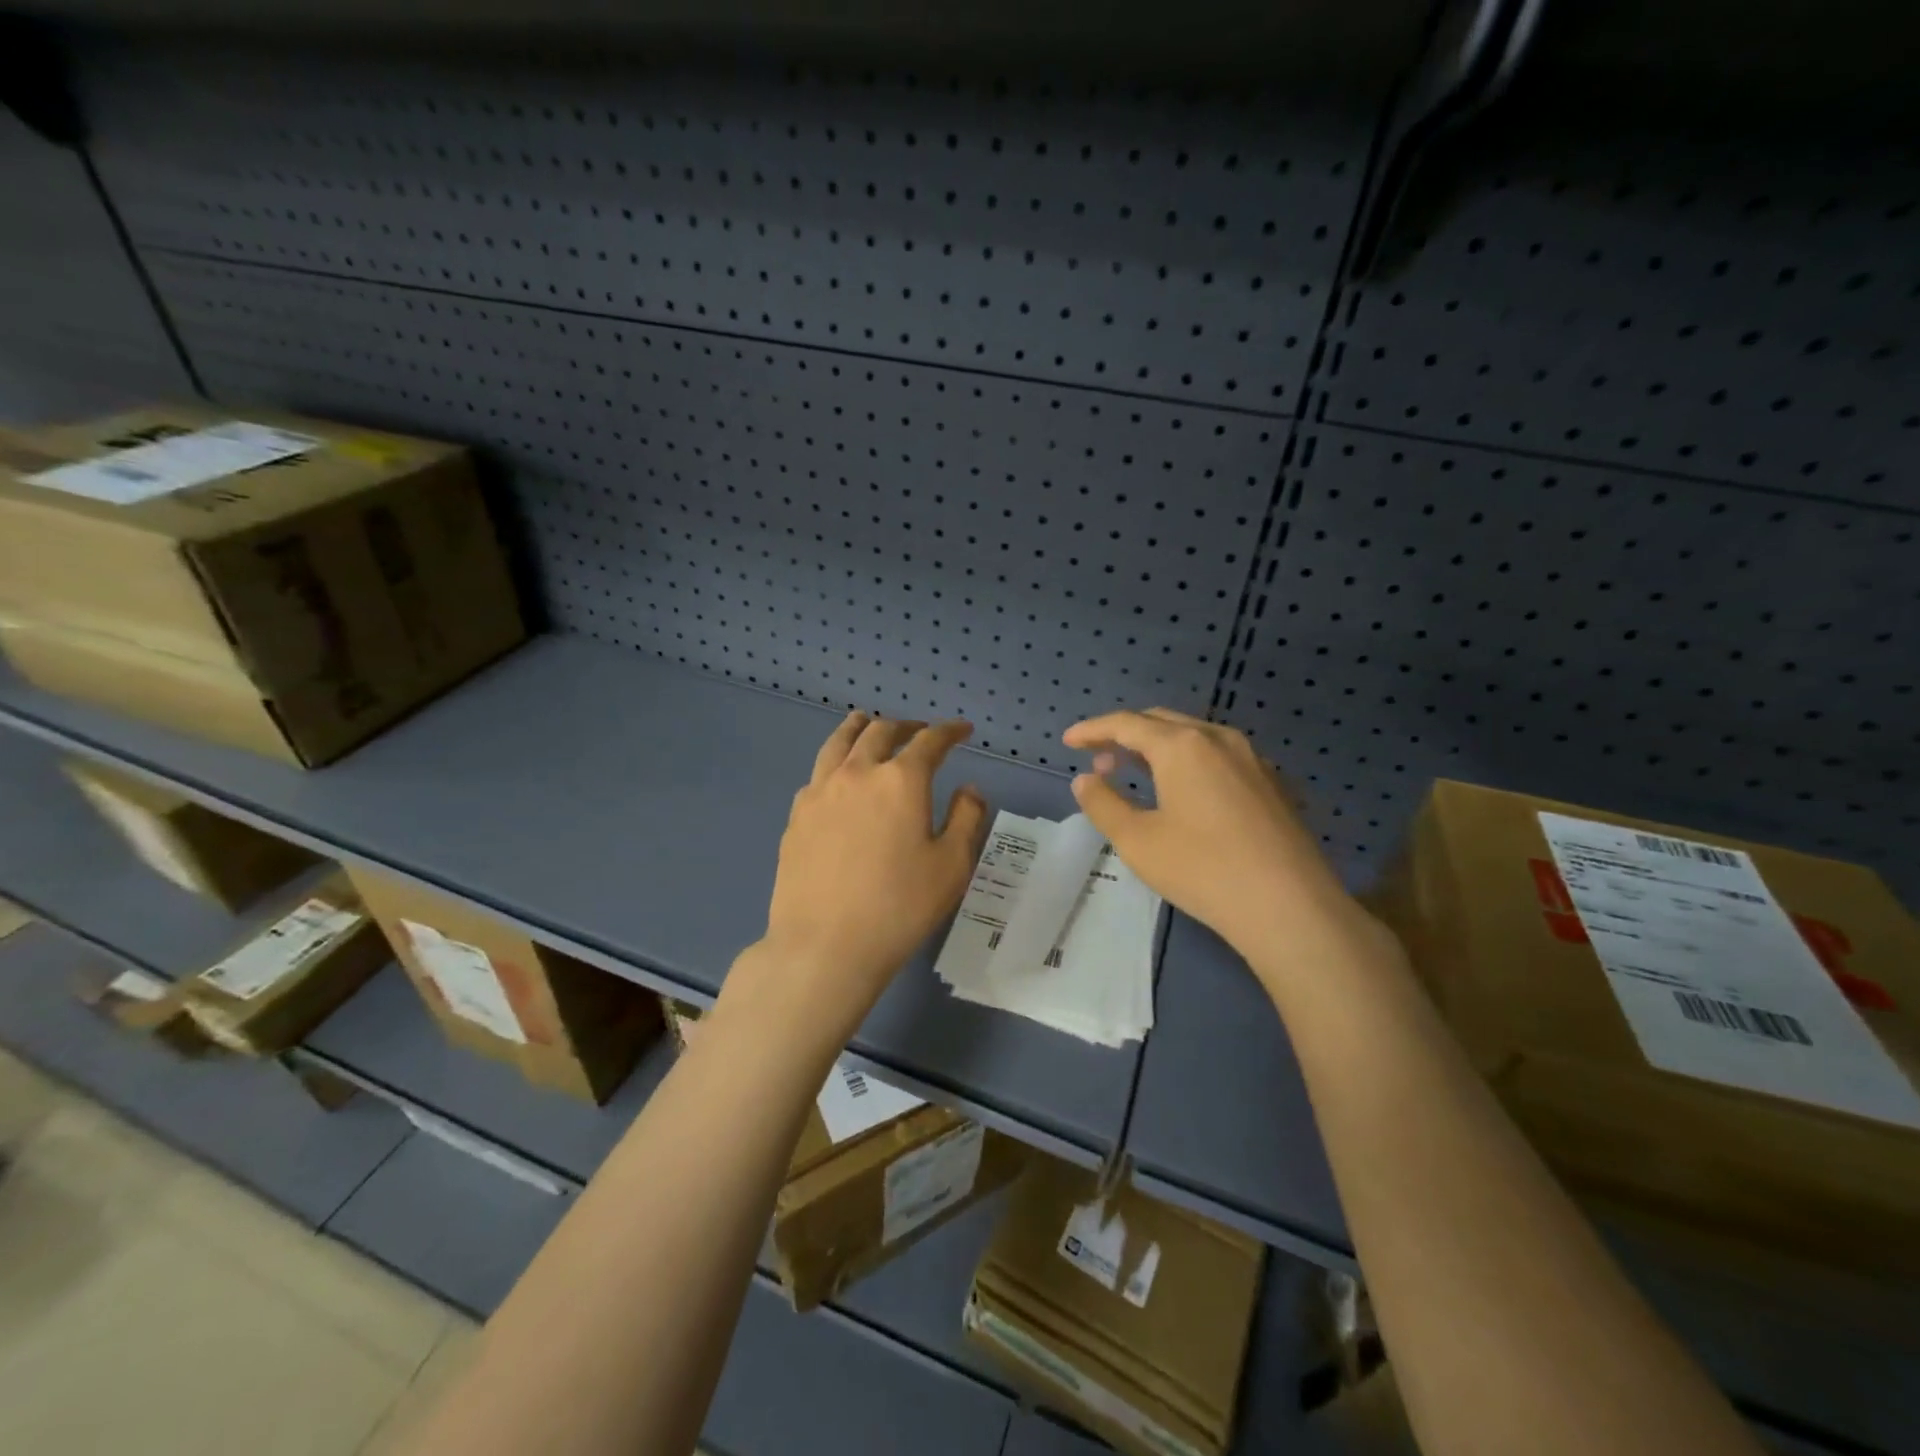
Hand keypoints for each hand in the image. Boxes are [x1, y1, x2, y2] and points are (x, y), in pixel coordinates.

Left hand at [734, 713, 988, 1040]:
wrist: (825, 945)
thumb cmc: (899, 907)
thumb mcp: (951, 866)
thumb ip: (967, 818)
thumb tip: (968, 788)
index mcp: (901, 780)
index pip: (930, 741)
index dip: (949, 731)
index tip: (962, 731)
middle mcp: (858, 773)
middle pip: (881, 732)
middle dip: (906, 726)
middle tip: (919, 731)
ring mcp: (820, 792)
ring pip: (839, 743)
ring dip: (859, 728)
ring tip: (866, 721)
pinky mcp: (797, 815)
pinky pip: (818, 773)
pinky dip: (835, 761)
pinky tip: (837, 774)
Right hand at [1062, 708, 1381, 984]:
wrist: (1289, 906)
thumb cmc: (1202, 869)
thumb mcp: (1137, 840)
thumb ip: (1103, 803)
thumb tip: (1085, 780)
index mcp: (1182, 745)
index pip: (1126, 723)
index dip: (1093, 729)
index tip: (1069, 741)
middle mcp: (1218, 738)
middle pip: (1161, 722)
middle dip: (1125, 735)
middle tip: (1099, 760)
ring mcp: (1252, 759)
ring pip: (1193, 737)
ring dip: (1158, 747)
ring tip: (1135, 773)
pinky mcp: (1271, 783)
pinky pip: (1218, 756)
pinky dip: (1188, 761)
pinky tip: (1184, 792)